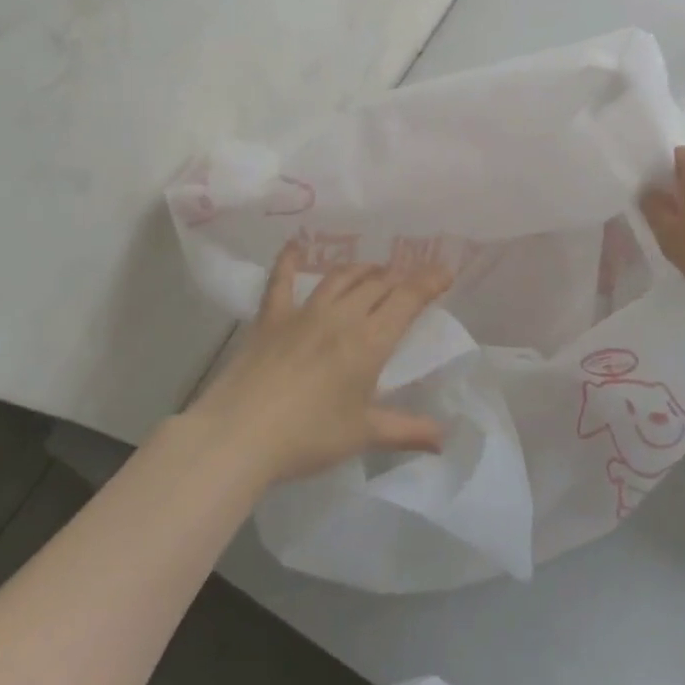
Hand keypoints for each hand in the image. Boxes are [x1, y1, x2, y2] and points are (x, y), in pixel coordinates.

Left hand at [191, 243, 452, 484]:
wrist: (239, 436)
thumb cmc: (308, 437)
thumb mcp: (363, 435)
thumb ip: (407, 431)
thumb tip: (445, 439)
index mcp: (370, 341)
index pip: (408, 299)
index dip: (430, 281)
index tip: (446, 271)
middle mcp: (342, 316)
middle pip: (378, 283)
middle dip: (399, 277)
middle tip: (408, 282)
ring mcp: (303, 312)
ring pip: (341, 277)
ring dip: (362, 269)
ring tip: (374, 271)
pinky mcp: (271, 318)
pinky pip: (282, 280)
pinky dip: (289, 260)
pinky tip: (295, 245)